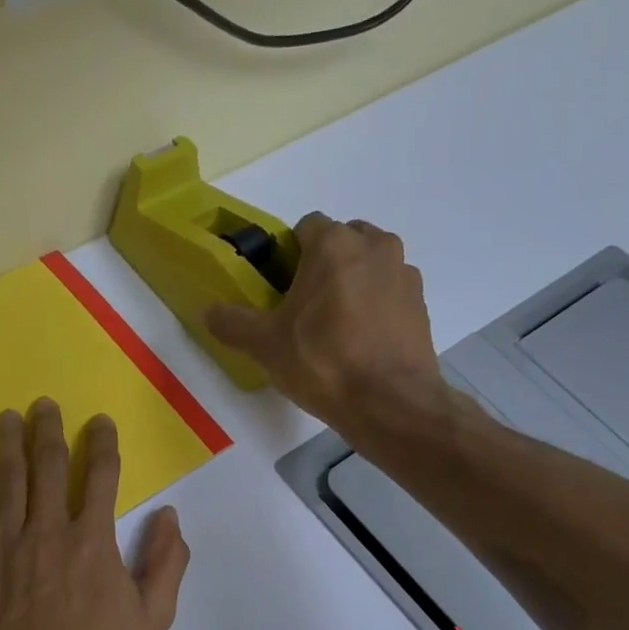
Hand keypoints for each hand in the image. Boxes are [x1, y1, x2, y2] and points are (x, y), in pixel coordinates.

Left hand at [0, 400, 190, 629]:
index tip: (100, 422)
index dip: (103, 442)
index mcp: (94, 541)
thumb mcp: (153, 620)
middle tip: (44, 405)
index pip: (102, 475)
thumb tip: (170, 515)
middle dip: (49, 430)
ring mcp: (6, 547)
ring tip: (8, 417)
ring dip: (9, 444)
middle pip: (49, 466)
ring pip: (7, 482)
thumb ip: (166, 563)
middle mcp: (49, 531)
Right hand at [206, 213, 449, 435]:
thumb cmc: (323, 363)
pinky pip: (389, 291)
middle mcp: (375, 245)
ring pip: (369, 265)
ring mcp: (403, 273)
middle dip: (323, 265)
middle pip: (341, 241)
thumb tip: (207, 311)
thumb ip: (233, 323)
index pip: (305, 226)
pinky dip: (375, 305)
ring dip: (352, 282)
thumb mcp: (266, 345)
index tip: (280, 288)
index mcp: (334, 244)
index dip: (289, 254)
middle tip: (305, 307)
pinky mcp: (422, 302)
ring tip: (335, 327)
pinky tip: (362, 341)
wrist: (389, 403)